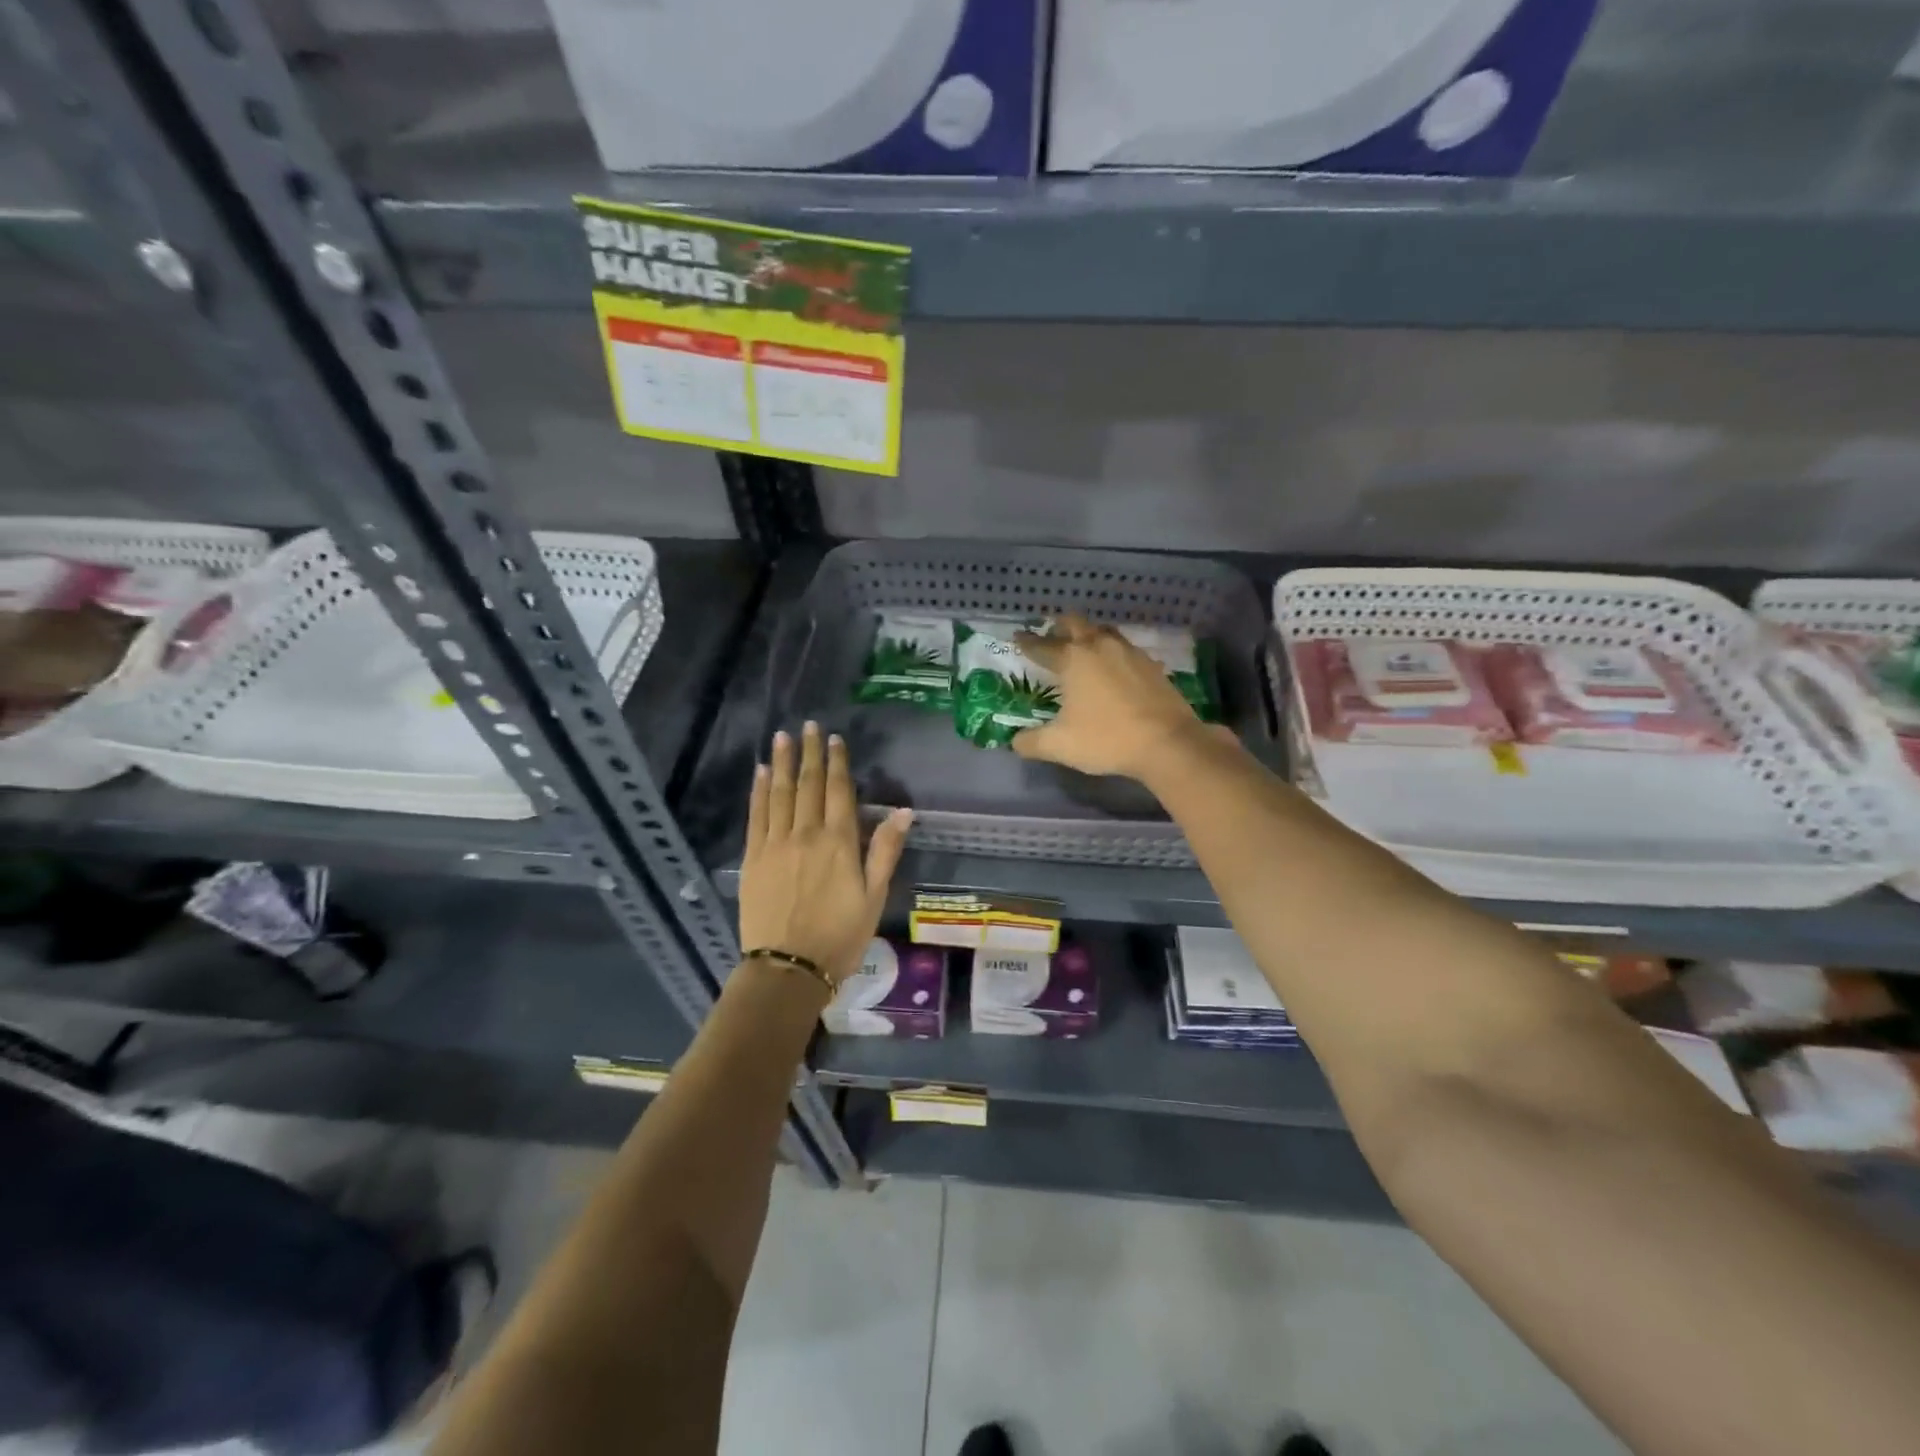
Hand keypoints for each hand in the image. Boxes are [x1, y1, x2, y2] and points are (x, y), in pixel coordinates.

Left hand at [739, 721, 912, 985]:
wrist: (788, 968)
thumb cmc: (840, 935)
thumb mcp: (874, 897)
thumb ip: (885, 851)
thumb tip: (903, 811)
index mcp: (839, 842)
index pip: (839, 791)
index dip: (837, 762)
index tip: (834, 739)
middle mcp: (806, 834)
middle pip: (808, 785)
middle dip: (810, 753)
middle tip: (808, 726)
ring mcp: (775, 844)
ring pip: (780, 794)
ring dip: (782, 763)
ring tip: (782, 737)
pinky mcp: (753, 858)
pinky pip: (756, 816)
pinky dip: (758, 792)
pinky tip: (759, 773)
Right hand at [1011, 615, 1215, 780]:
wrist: (1167, 743)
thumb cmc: (1106, 739)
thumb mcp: (1060, 745)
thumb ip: (1031, 742)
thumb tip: (1016, 741)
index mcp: (1073, 659)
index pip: (1042, 646)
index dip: (1027, 642)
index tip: (1018, 638)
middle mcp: (1100, 646)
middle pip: (1075, 624)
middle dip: (1060, 628)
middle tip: (1052, 636)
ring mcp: (1130, 653)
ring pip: (1104, 632)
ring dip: (1090, 636)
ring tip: (1084, 648)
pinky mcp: (1152, 665)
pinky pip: (1127, 650)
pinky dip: (1114, 654)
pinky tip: (1116, 670)